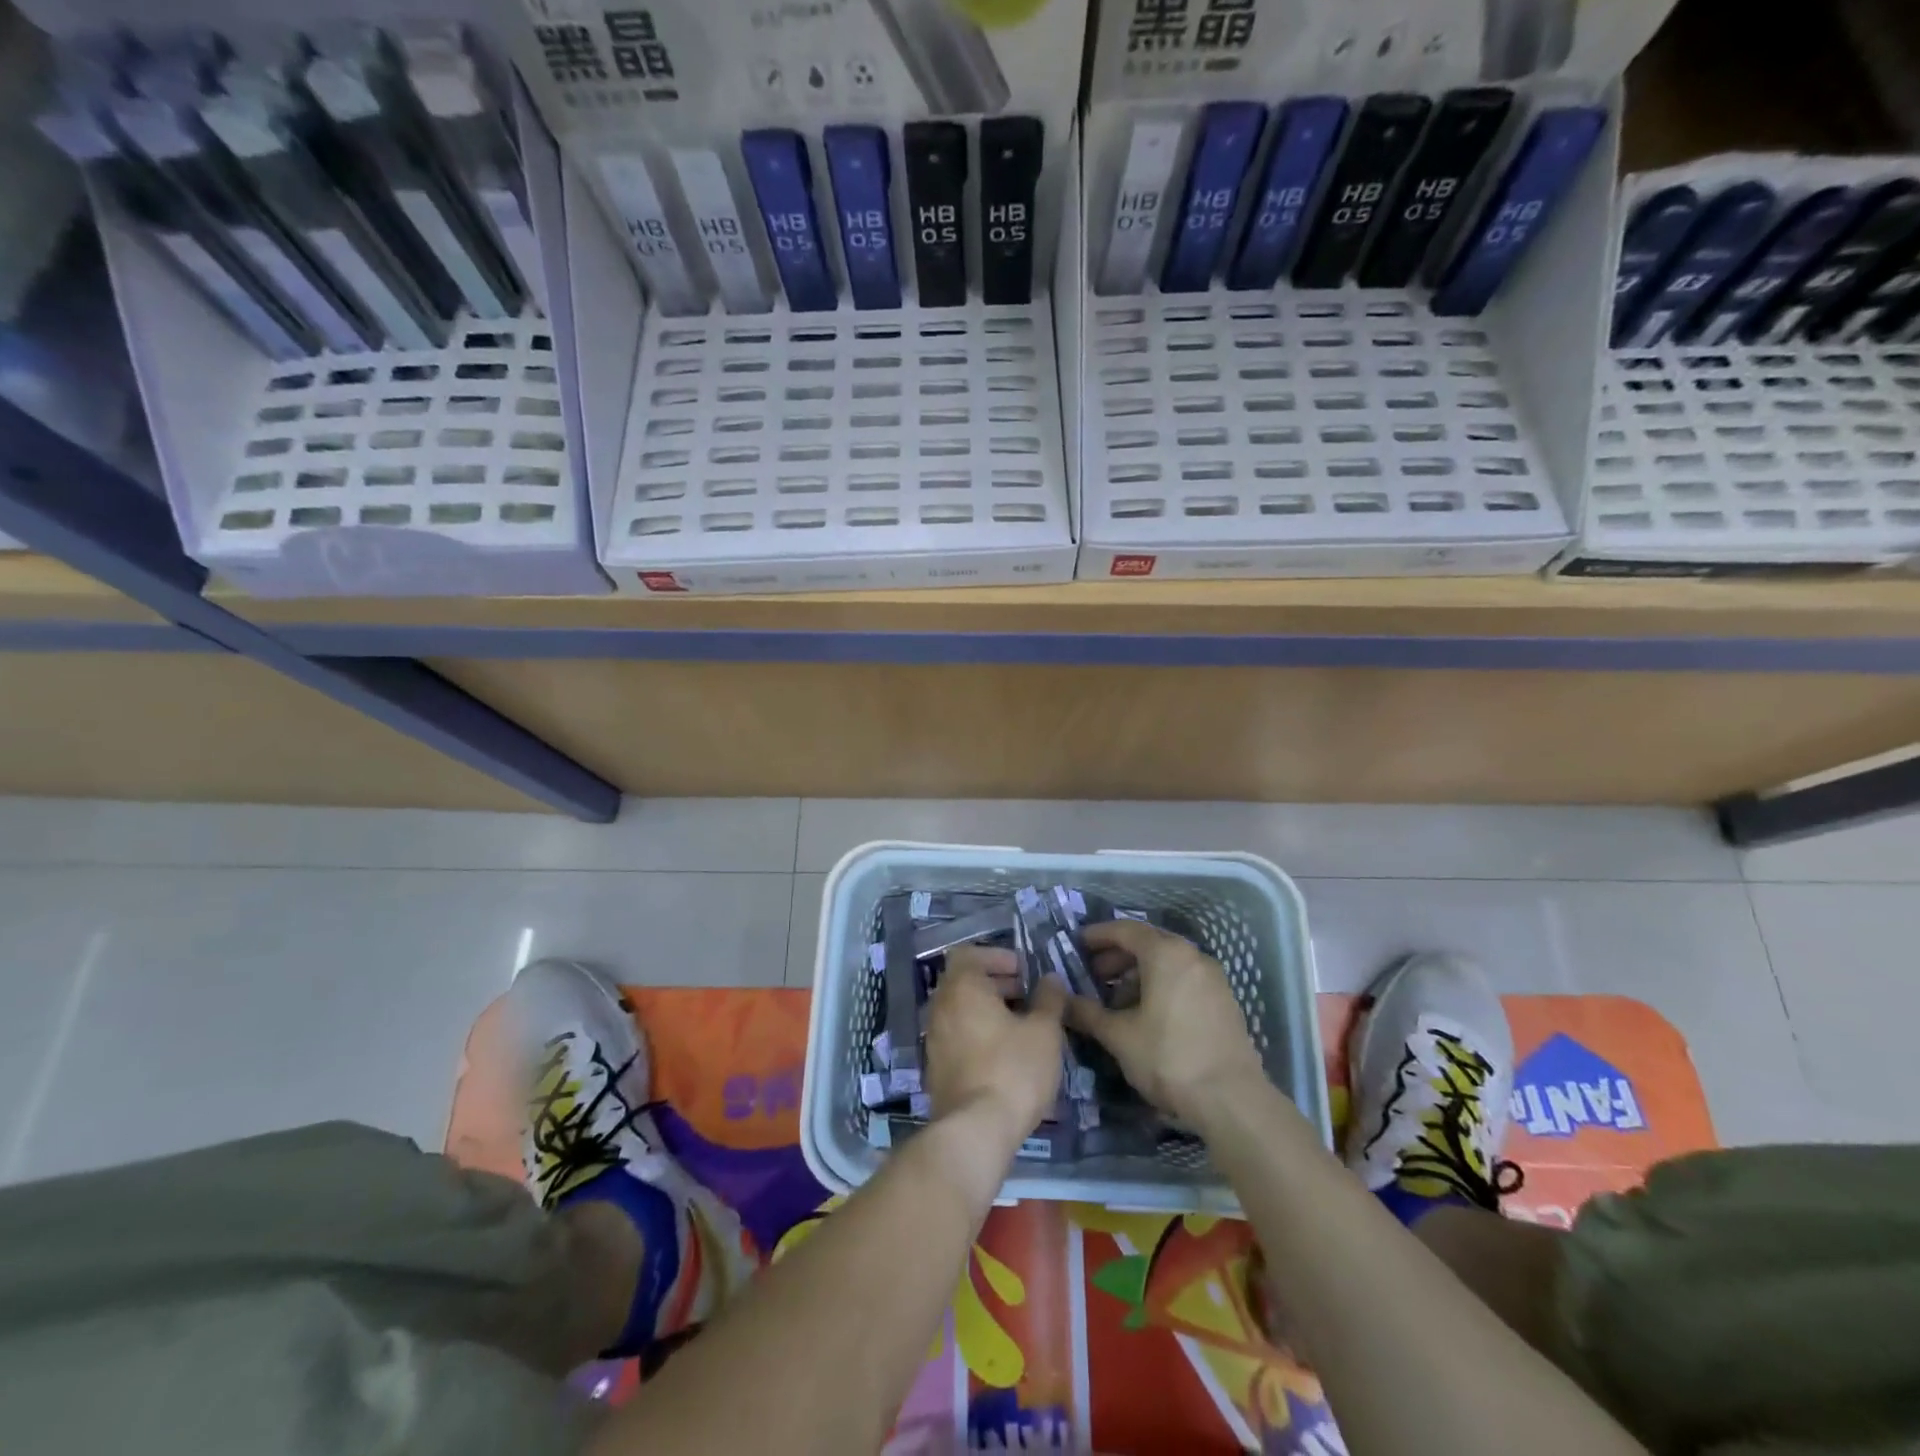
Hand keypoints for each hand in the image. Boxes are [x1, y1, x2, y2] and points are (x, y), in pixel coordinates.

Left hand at [924, 946, 1067, 1148]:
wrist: (975, 1130)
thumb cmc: (1013, 1069)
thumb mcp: (1044, 1032)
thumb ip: (1049, 999)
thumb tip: (1050, 979)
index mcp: (962, 987)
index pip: (968, 953)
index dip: (997, 956)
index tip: (1023, 971)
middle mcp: (941, 1006)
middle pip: (964, 981)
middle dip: (997, 983)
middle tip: (1028, 997)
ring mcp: (934, 1038)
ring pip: (961, 1010)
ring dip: (988, 1010)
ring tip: (1022, 1027)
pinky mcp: (936, 1068)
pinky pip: (957, 1036)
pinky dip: (978, 1034)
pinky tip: (1005, 1055)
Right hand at [1068, 919, 1266, 1125]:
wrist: (1232, 1101)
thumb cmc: (1169, 1058)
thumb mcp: (1119, 1036)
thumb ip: (1087, 1013)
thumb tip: (1062, 1001)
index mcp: (1166, 954)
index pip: (1125, 930)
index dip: (1098, 935)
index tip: (1077, 943)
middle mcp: (1192, 956)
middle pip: (1148, 943)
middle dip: (1117, 956)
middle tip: (1093, 974)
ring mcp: (1213, 978)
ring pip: (1168, 963)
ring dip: (1138, 974)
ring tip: (1117, 1000)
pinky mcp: (1223, 1002)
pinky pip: (1184, 980)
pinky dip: (1161, 986)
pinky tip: (1147, 1015)